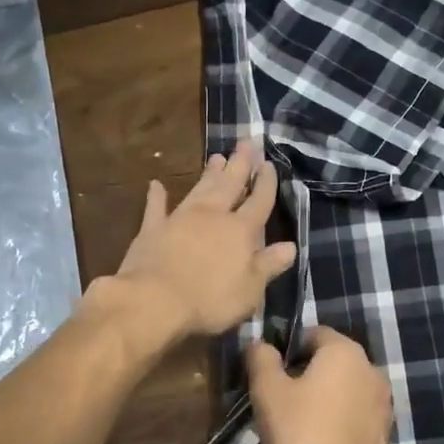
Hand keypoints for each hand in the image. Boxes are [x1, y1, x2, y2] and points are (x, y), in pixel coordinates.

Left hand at [104, 141, 296, 342]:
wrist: (155, 301)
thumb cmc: (210, 300)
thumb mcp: (250, 289)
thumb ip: (269, 265)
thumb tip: (291, 246)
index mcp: (240, 231)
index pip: (259, 202)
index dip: (266, 184)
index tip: (269, 164)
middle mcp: (212, 216)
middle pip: (229, 185)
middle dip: (239, 165)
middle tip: (245, 143)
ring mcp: (180, 219)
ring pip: (199, 189)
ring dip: (209, 173)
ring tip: (217, 156)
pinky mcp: (152, 229)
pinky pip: (156, 207)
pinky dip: (157, 196)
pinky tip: (156, 184)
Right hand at [245, 326, 392, 443]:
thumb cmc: (300, 432)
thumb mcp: (267, 391)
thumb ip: (261, 358)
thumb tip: (260, 344)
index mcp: (345, 351)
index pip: (313, 333)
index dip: (288, 350)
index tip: (271, 375)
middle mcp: (372, 368)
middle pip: (332, 360)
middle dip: (307, 372)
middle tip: (282, 399)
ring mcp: (384, 400)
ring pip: (346, 387)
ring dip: (326, 396)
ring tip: (301, 421)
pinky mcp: (386, 429)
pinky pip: (357, 412)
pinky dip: (340, 417)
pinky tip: (322, 438)